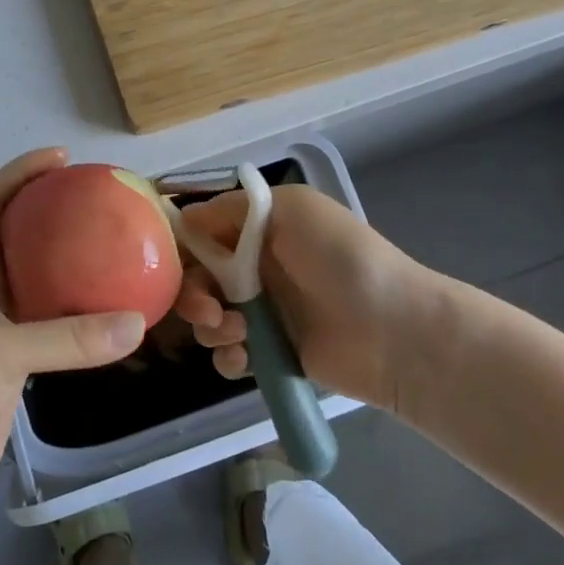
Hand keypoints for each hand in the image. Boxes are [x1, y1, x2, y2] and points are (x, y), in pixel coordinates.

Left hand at [0, 148, 146, 536]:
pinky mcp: (16, 369)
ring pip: (43, 283)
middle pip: (20, 236)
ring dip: (75, 265)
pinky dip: (84, 318)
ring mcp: (2, 332)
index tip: (60, 158)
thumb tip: (136, 322)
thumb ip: (66, 339)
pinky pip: (57, 330)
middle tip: (104, 203)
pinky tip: (115, 320)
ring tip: (120, 253)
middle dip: (55, 211)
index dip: (19, 173)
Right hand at [174, 184, 462, 417]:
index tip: (170, 263)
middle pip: (199, 278)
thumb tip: (184, 219)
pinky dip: (228, 356)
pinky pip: (229, 355)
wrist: (393, 329)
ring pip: (209, 318)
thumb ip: (233, 208)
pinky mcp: (271, 353)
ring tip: (237, 331)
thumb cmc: (340, 257)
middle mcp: (256, 267)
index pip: (203, 233)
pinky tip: (244, 357)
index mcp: (260, 229)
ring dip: (211, 325)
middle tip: (209, 309)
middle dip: (193, 294)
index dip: (183, 247)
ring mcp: (263, 312)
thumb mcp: (291, 209)